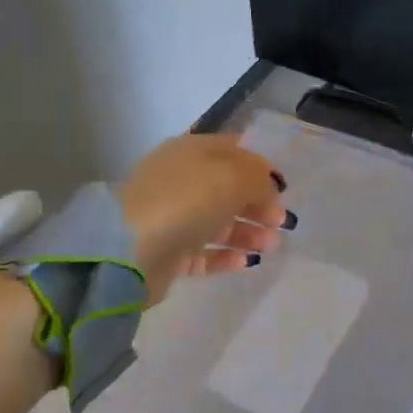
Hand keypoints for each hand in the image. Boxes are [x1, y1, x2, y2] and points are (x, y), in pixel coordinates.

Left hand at [115, 133, 292, 304]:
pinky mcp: (168, 253)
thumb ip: (259, 177)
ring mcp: (173, 217)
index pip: (234, 151)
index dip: (261, 167)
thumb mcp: (233, 176)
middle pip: (229, 189)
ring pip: (219, 222)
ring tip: (272, 245)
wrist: (128, 251)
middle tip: (283, 222)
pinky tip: (248, 262)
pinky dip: (227, 256)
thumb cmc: (185, 201)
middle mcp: (181, 181)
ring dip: (248, 232)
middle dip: (259, 204)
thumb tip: (270, 186)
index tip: (285, 187)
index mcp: (192, 151)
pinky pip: (204, 252)